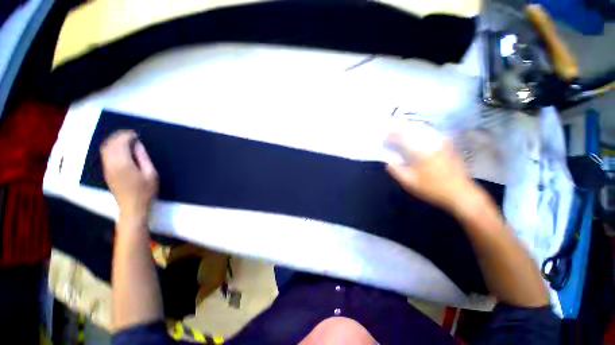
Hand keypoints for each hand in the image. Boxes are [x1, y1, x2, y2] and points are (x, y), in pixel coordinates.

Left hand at [101, 130, 157, 221]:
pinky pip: (105, 155)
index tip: (136, 134)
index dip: (127, 136)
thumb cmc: (145, 191)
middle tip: (130, 135)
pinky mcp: (106, 172)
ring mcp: (107, 168)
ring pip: (105, 149)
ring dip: (113, 141)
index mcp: (123, 164)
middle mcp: (111, 164)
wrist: (132, 207)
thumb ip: (143, 158)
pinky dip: (111, 148)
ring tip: (125, 140)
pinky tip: (120, 149)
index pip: (120, 144)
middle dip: (119, 136)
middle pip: (110, 144)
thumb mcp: (151, 174)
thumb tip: (138, 145)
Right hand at [385, 131, 479, 214]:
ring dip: (409, 128)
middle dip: (399, 128)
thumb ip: (396, 170)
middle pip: (413, 129)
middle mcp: (432, 142)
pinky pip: (429, 132)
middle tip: (390, 130)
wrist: (461, 193)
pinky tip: (414, 135)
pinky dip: (419, 131)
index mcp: (422, 151)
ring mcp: (442, 142)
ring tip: (399, 130)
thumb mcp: (409, 182)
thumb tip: (389, 161)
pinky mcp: (447, 145)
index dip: (392, 135)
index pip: (403, 137)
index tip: (384, 136)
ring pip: (422, 128)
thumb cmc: (433, 189)